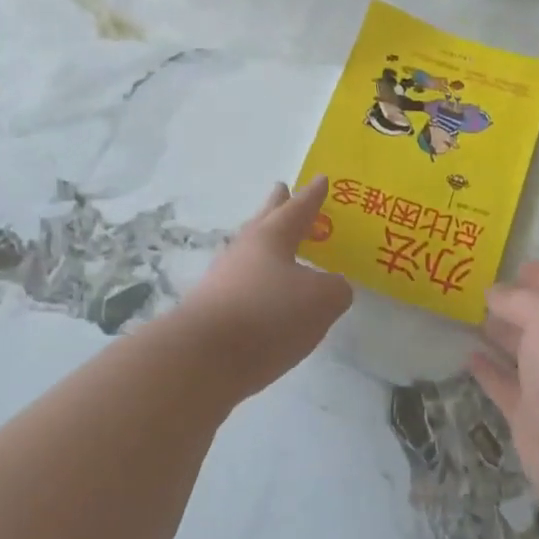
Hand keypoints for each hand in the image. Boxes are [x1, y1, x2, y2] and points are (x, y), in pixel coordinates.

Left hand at [179, 176, 352, 397]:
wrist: (203, 358)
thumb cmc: (268, 316)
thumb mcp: (321, 301)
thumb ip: (336, 289)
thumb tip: (332, 287)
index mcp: (271, 238)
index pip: (297, 210)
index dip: (312, 196)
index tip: (320, 179)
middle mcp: (243, 252)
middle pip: (264, 222)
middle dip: (276, 206)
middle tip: (281, 189)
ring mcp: (223, 281)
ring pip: (250, 254)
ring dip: (266, 248)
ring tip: (279, 249)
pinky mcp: (213, 312)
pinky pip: (243, 287)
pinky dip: (259, 284)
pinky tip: (267, 297)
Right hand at [469, 262, 538, 511]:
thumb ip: (518, 300)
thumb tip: (493, 293)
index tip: (515, 264)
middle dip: (514, 305)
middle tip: (478, 291)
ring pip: (521, 354)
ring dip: (498, 336)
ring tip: (467, 318)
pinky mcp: (530, 417)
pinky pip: (504, 386)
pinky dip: (487, 371)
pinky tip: (467, 357)